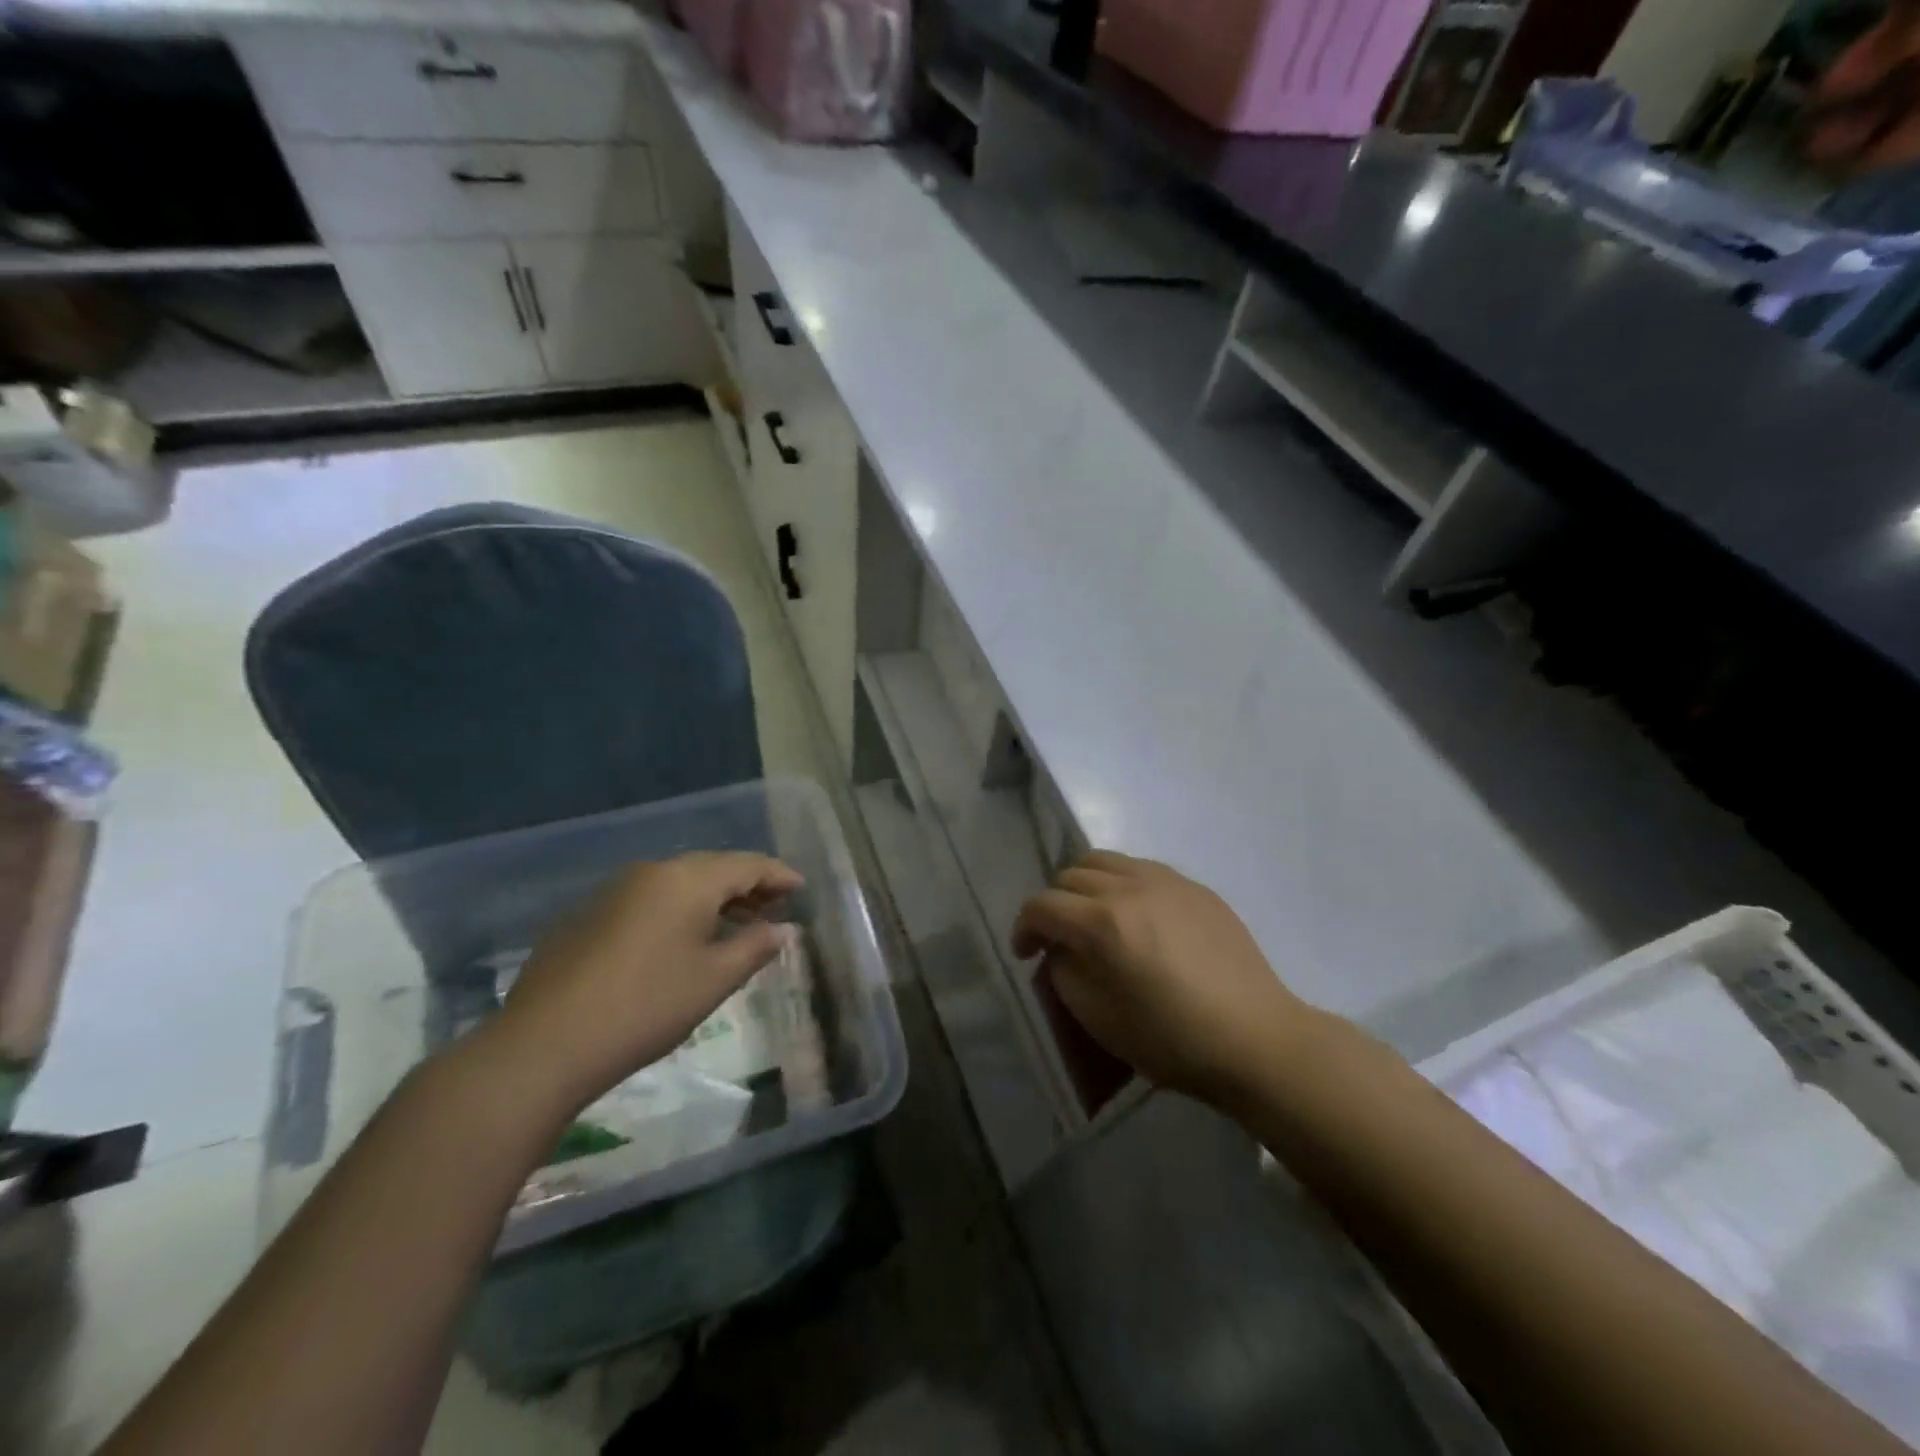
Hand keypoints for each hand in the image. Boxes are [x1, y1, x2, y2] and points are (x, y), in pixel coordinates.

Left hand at [486, 852, 802, 1116]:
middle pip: (711, 868)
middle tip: (773, 909)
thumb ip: (754, 947)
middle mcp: (651, 872)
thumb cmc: (645, 1007)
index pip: (746, 864)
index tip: (801, 889)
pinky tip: (682, 942)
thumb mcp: (713, 980)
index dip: (778, 875)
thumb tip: (783, 930)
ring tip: (735, 925)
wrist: (543, 1045)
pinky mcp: (586, 916)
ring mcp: (613, 891)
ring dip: (712, 900)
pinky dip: (678, 911)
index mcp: (686, 880)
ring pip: (677, 884)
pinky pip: (648, 900)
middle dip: (746, 886)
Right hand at [1011, 852, 1306, 1103]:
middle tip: (1060, 938)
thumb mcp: (1098, 1018)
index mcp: (1102, 923)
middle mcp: (1129, 887)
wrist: (1255, 1038)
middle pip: (1070, 876)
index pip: (1042, 905)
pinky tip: (1138, 916)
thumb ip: (1064, 971)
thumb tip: (1061, 948)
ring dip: (1086, 885)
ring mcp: (1166, 881)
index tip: (1026, 954)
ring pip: (1105, 861)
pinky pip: (1142, 868)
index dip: (1024, 928)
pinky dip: (1123, 883)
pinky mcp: (1194, 886)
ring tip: (1095, 916)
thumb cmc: (1171, 1039)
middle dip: (1055, 905)